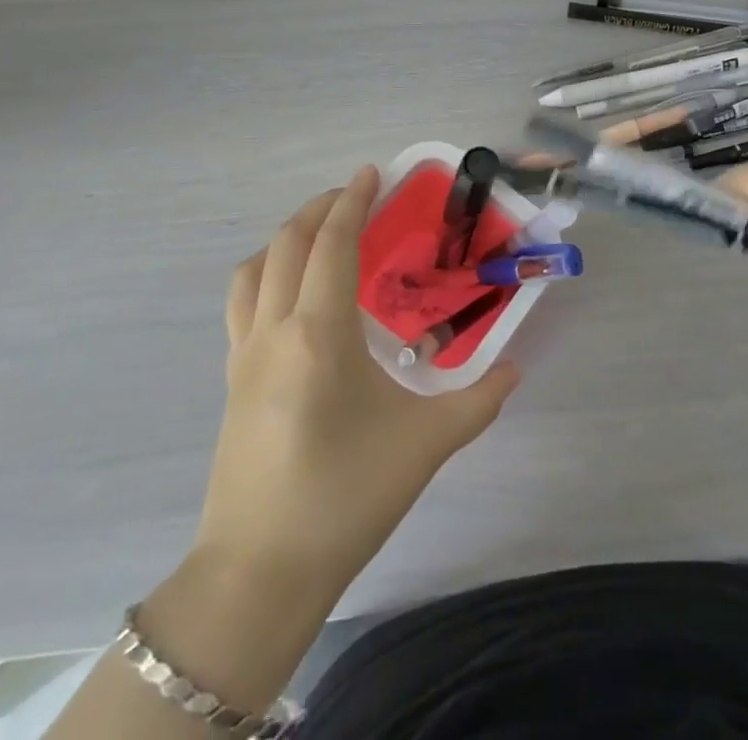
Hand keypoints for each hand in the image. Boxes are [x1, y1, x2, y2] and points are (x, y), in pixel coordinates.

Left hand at [194, 167, 520, 598]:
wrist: (258, 575)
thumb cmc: (345, 498)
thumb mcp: (425, 446)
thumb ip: (479, 401)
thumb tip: (516, 371)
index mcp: (318, 334)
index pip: (331, 244)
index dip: (352, 201)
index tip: (372, 172)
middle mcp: (273, 331)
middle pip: (286, 244)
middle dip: (319, 209)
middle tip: (355, 196)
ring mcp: (243, 356)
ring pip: (253, 270)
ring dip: (286, 238)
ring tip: (320, 236)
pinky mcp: (231, 381)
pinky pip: (242, 304)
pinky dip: (267, 274)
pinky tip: (294, 296)